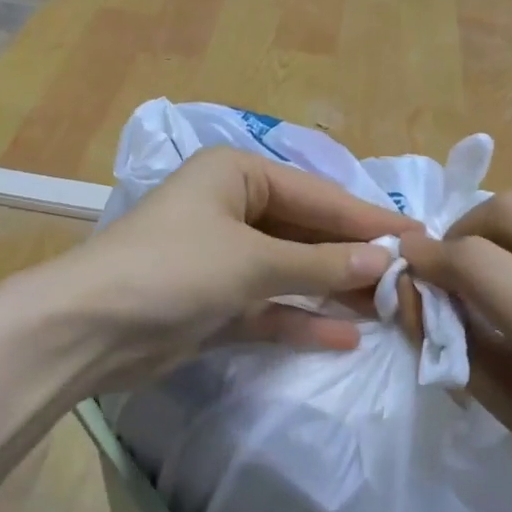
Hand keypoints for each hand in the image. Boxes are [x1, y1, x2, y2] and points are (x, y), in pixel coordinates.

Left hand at [54, 147, 415, 390]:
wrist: (90, 327)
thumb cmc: (174, 269)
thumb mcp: (252, 260)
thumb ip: (319, 264)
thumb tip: (385, 261)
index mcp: (235, 175)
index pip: (316, 194)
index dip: (367, 218)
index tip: (420, 238)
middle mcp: (230, 209)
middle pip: (304, 232)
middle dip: (352, 257)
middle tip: (412, 280)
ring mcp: (220, 259)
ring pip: (289, 272)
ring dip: (332, 290)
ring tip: (391, 309)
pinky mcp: (213, 304)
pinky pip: (268, 308)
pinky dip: (300, 321)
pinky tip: (346, 336)